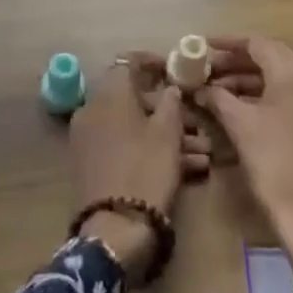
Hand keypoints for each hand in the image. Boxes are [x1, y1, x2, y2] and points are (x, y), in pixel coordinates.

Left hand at [68, 55, 205, 280]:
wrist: (115, 229)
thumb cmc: (145, 170)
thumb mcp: (167, 133)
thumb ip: (170, 102)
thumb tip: (169, 88)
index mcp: (108, 96)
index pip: (128, 63)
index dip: (154, 63)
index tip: (177, 70)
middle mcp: (93, 112)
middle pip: (134, 99)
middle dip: (169, 110)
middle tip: (198, 121)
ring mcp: (90, 140)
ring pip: (134, 127)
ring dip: (167, 135)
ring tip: (202, 153)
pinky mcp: (94, 166)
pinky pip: (126, 147)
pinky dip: (152, 151)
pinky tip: (188, 168)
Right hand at [197, 37, 292, 292]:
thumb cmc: (274, 163)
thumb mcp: (239, 125)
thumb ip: (217, 97)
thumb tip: (200, 87)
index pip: (258, 44)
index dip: (227, 44)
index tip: (202, 46)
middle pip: (271, 59)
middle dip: (236, 63)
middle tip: (206, 70)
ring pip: (281, 79)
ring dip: (249, 81)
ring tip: (216, 91)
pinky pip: (291, 97)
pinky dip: (265, 96)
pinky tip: (240, 108)